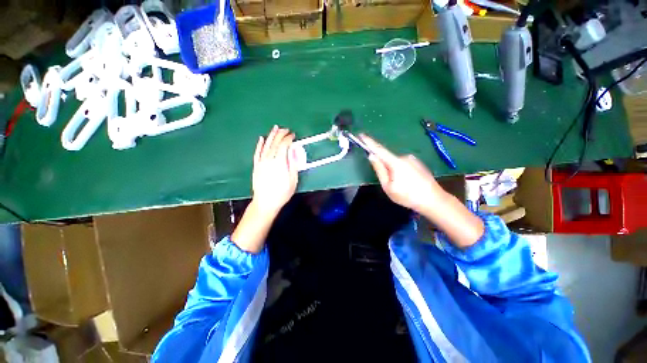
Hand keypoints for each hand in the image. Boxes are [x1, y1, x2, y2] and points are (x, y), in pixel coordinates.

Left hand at [251, 125, 298, 214]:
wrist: (265, 202)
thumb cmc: (282, 193)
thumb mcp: (293, 181)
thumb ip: (293, 165)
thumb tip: (293, 151)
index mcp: (279, 163)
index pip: (283, 146)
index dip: (288, 139)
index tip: (293, 135)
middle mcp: (269, 160)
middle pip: (275, 143)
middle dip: (281, 134)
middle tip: (286, 129)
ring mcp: (261, 162)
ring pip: (266, 145)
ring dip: (271, 136)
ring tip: (275, 128)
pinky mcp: (256, 166)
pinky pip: (257, 153)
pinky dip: (259, 145)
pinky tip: (261, 139)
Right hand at [362, 135, 483, 247]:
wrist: (434, 200)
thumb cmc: (408, 196)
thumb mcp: (388, 186)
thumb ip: (379, 170)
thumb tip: (371, 156)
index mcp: (396, 162)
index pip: (379, 149)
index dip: (369, 142)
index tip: (360, 135)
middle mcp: (404, 157)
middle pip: (387, 158)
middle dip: (383, 167)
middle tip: (389, 183)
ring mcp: (412, 159)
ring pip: (395, 163)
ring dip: (392, 171)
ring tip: (401, 186)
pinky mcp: (417, 163)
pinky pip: (403, 164)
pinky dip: (400, 171)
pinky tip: (407, 183)